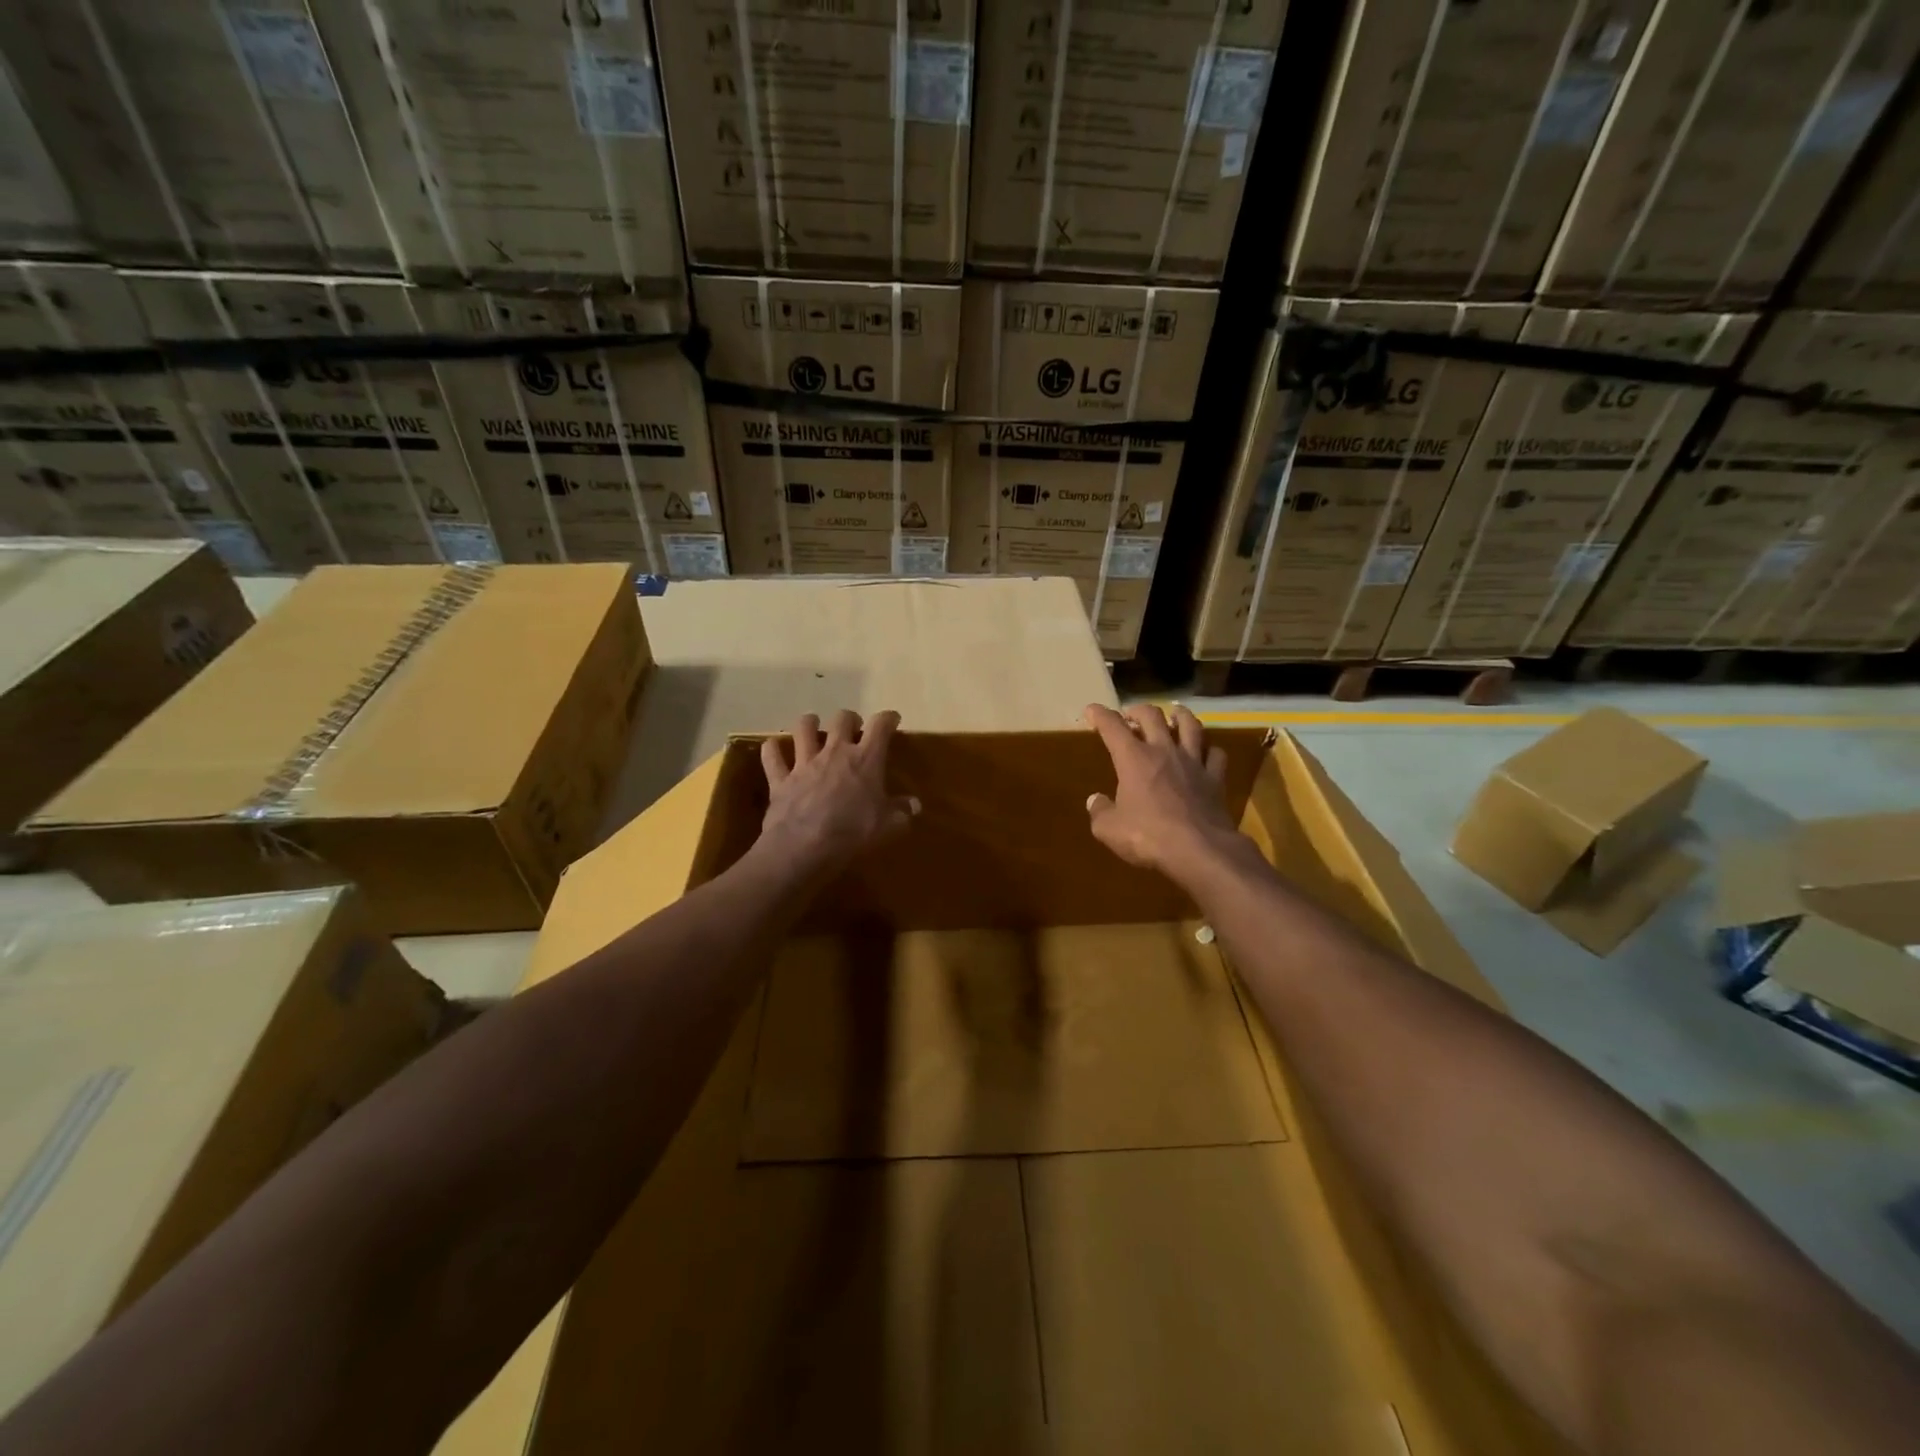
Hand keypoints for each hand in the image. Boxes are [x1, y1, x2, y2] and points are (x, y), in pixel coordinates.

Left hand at [757, 710, 918, 877]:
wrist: (805, 847)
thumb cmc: (853, 833)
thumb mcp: (887, 826)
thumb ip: (902, 812)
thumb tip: (914, 805)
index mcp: (865, 759)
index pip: (880, 726)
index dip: (888, 718)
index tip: (892, 720)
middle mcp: (835, 752)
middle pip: (842, 719)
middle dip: (850, 719)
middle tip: (853, 729)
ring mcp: (804, 762)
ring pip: (803, 728)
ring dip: (809, 724)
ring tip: (813, 727)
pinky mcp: (780, 778)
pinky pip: (772, 756)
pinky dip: (772, 750)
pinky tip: (774, 749)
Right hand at [1084, 703, 1243, 881]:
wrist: (1199, 851)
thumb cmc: (1148, 837)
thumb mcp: (1109, 830)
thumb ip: (1100, 812)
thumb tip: (1095, 801)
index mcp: (1134, 759)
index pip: (1113, 727)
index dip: (1100, 715)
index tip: (1092, 710)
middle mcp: (1164, 751)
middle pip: (1152, 716)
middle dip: (1138, 710)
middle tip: (1131, 715)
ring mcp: (1194, 762)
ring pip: (1190, 725)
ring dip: (1180, 716)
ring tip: (1175, 715)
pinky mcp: (1216, 779)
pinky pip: (1216, 754)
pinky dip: (1209, 750)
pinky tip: (1206, 753)